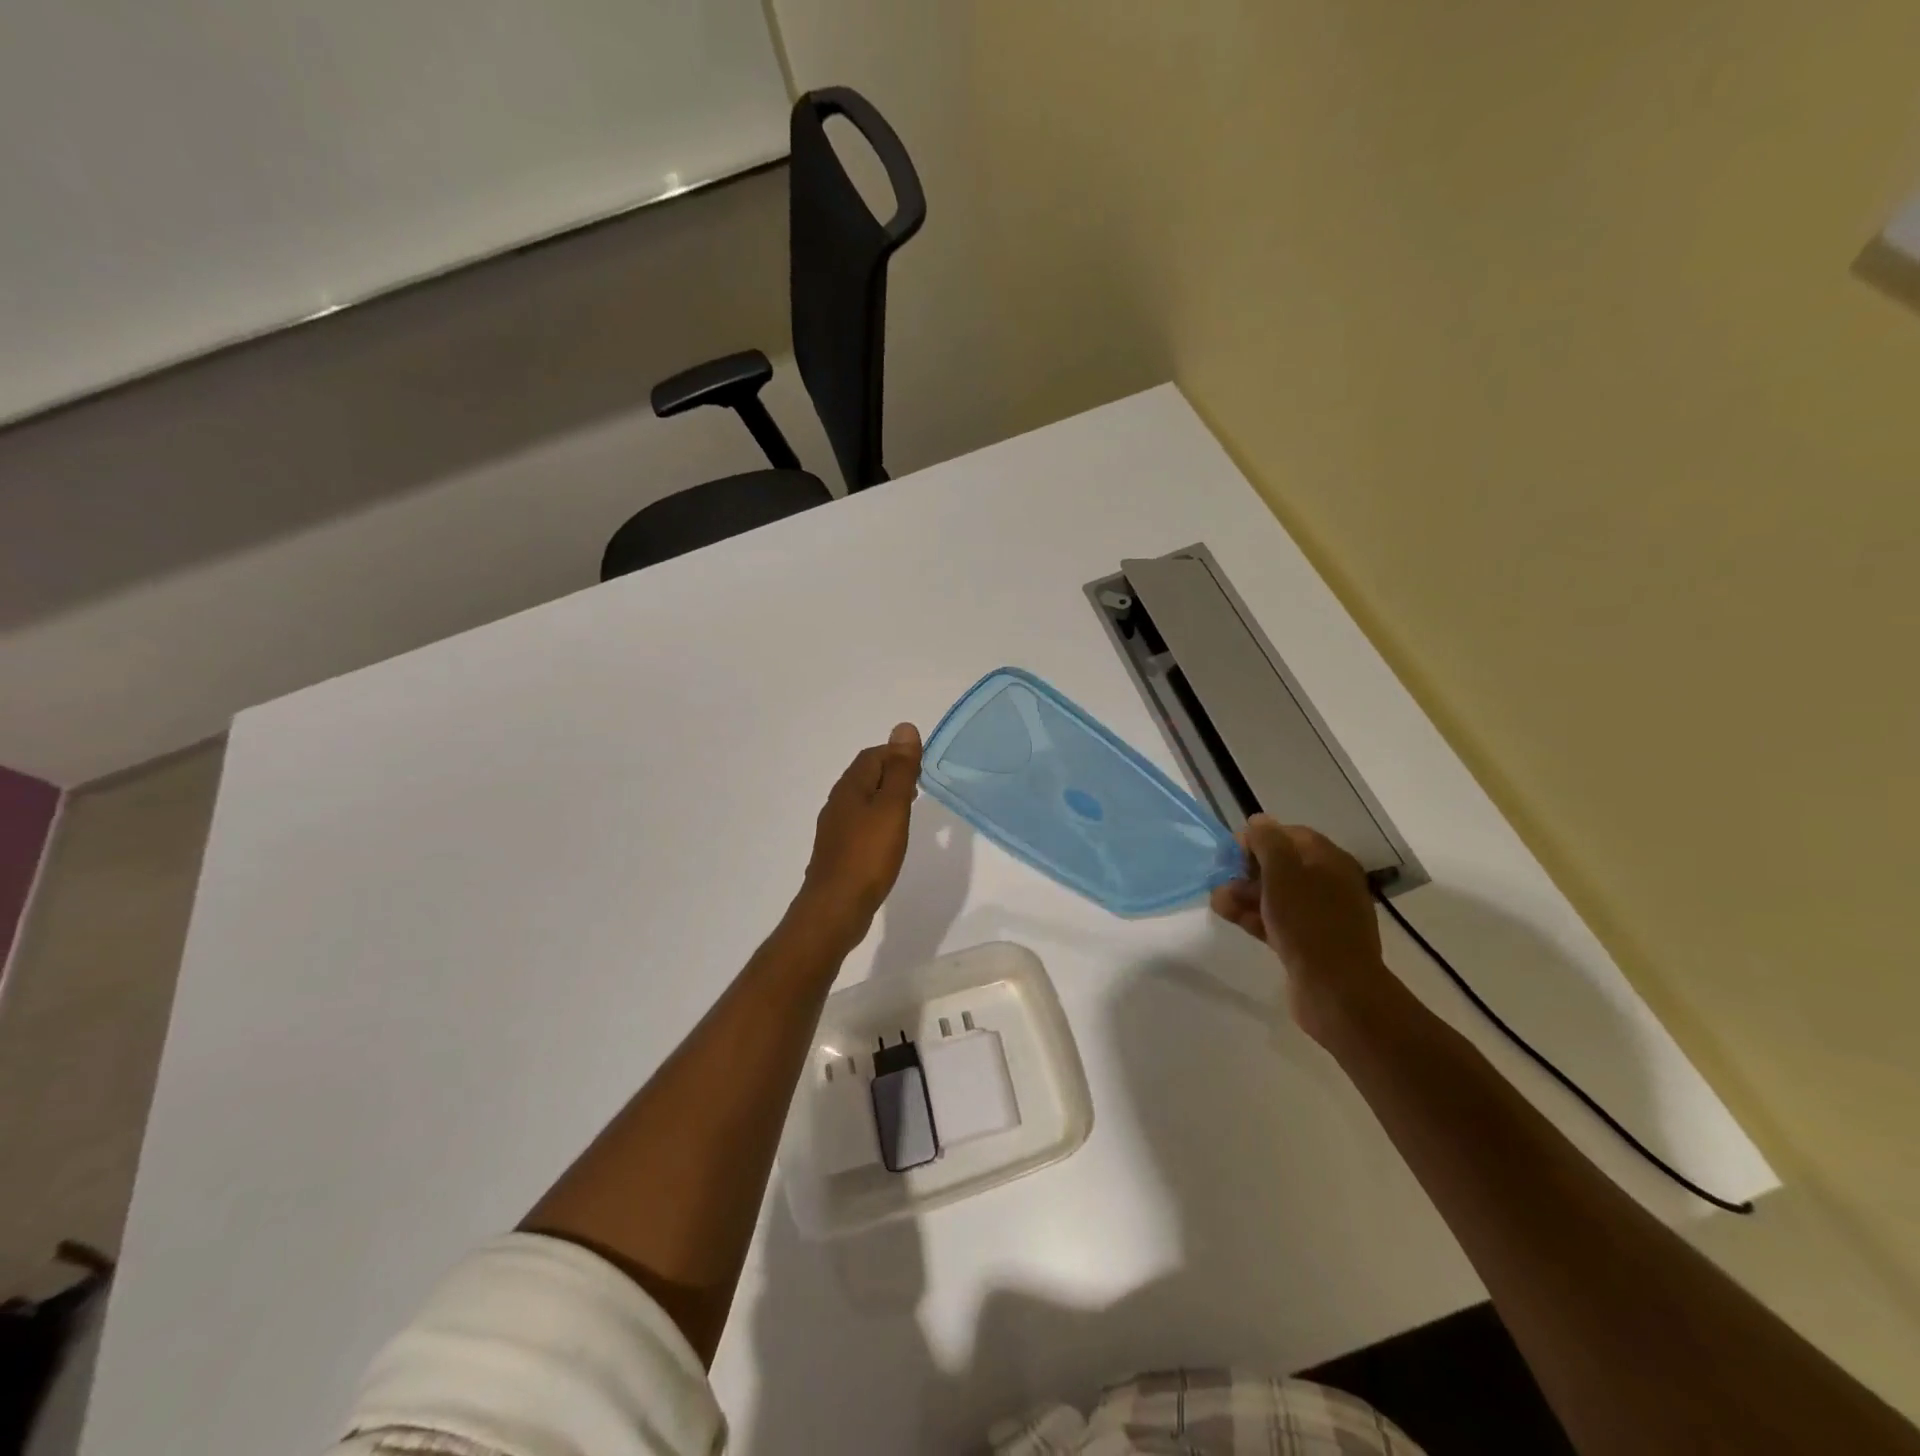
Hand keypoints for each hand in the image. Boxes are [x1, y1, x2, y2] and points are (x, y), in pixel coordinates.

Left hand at [791, 723, 921, 950]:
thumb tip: (904, 727)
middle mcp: (838, 803)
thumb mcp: (892, 808)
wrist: (836, 908)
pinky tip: (890, 838)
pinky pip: (860, 825)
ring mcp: (835, 829)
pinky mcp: (838, 852)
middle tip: (920, 786)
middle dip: (892, 774)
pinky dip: (878, 821)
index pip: (872, 756)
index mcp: (850, 788)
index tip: (922, 766)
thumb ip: (900, 770)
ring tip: (909, 809)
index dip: (897, 754)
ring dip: (885, 798)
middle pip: (865, 776)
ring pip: (862, 801)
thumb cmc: (868, 855)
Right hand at [1209, 814, 1403, 1043]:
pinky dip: (1254, 916)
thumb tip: (1258, 821)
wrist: (1337, 990)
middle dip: (1246, 870)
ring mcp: (1320, 916)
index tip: (1232, 852)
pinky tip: (1229, 917)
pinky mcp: (1309, 943)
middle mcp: (1329, 884)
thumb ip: (1268, 842)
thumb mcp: (1283, 872)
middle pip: (1281, 866)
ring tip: (1217, 901)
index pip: (1290, 835)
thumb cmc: (1309, 922)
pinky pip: (1277, 920)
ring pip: (1276, 895)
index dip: (1259, 839)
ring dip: (1245, 894)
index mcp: (1330, 861)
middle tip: (1220, 878)